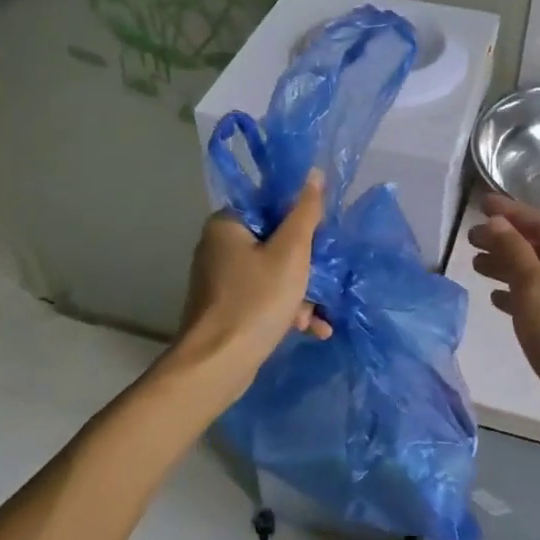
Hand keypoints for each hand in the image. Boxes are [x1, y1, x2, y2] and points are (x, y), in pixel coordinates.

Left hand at [177, 171, 332, 381]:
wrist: (217, 365)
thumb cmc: (256, 301)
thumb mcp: (290, 253)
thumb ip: (305, 213)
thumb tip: (314, 173)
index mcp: (227, 224)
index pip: (271, 205)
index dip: (301, 220)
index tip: (322, 239)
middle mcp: (219, 246)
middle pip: (276, 241)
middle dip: (305, 266)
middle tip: (321, 282)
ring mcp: (221, 279)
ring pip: (273, 273)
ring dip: (301, 293)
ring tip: (315, 316)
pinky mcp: (227, 307)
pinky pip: (264, 297)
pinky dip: (287, 309)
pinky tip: (312, 328)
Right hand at [467, 194, 539, 448]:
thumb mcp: (535, 290)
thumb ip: (514, 252)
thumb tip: (496, 222)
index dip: (510, 212)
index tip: (480, 203)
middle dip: (506, 240)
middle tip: (471, 239)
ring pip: (538, 274)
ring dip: (508, 266)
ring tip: (477, 266)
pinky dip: (517, 295)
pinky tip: (497, 299)